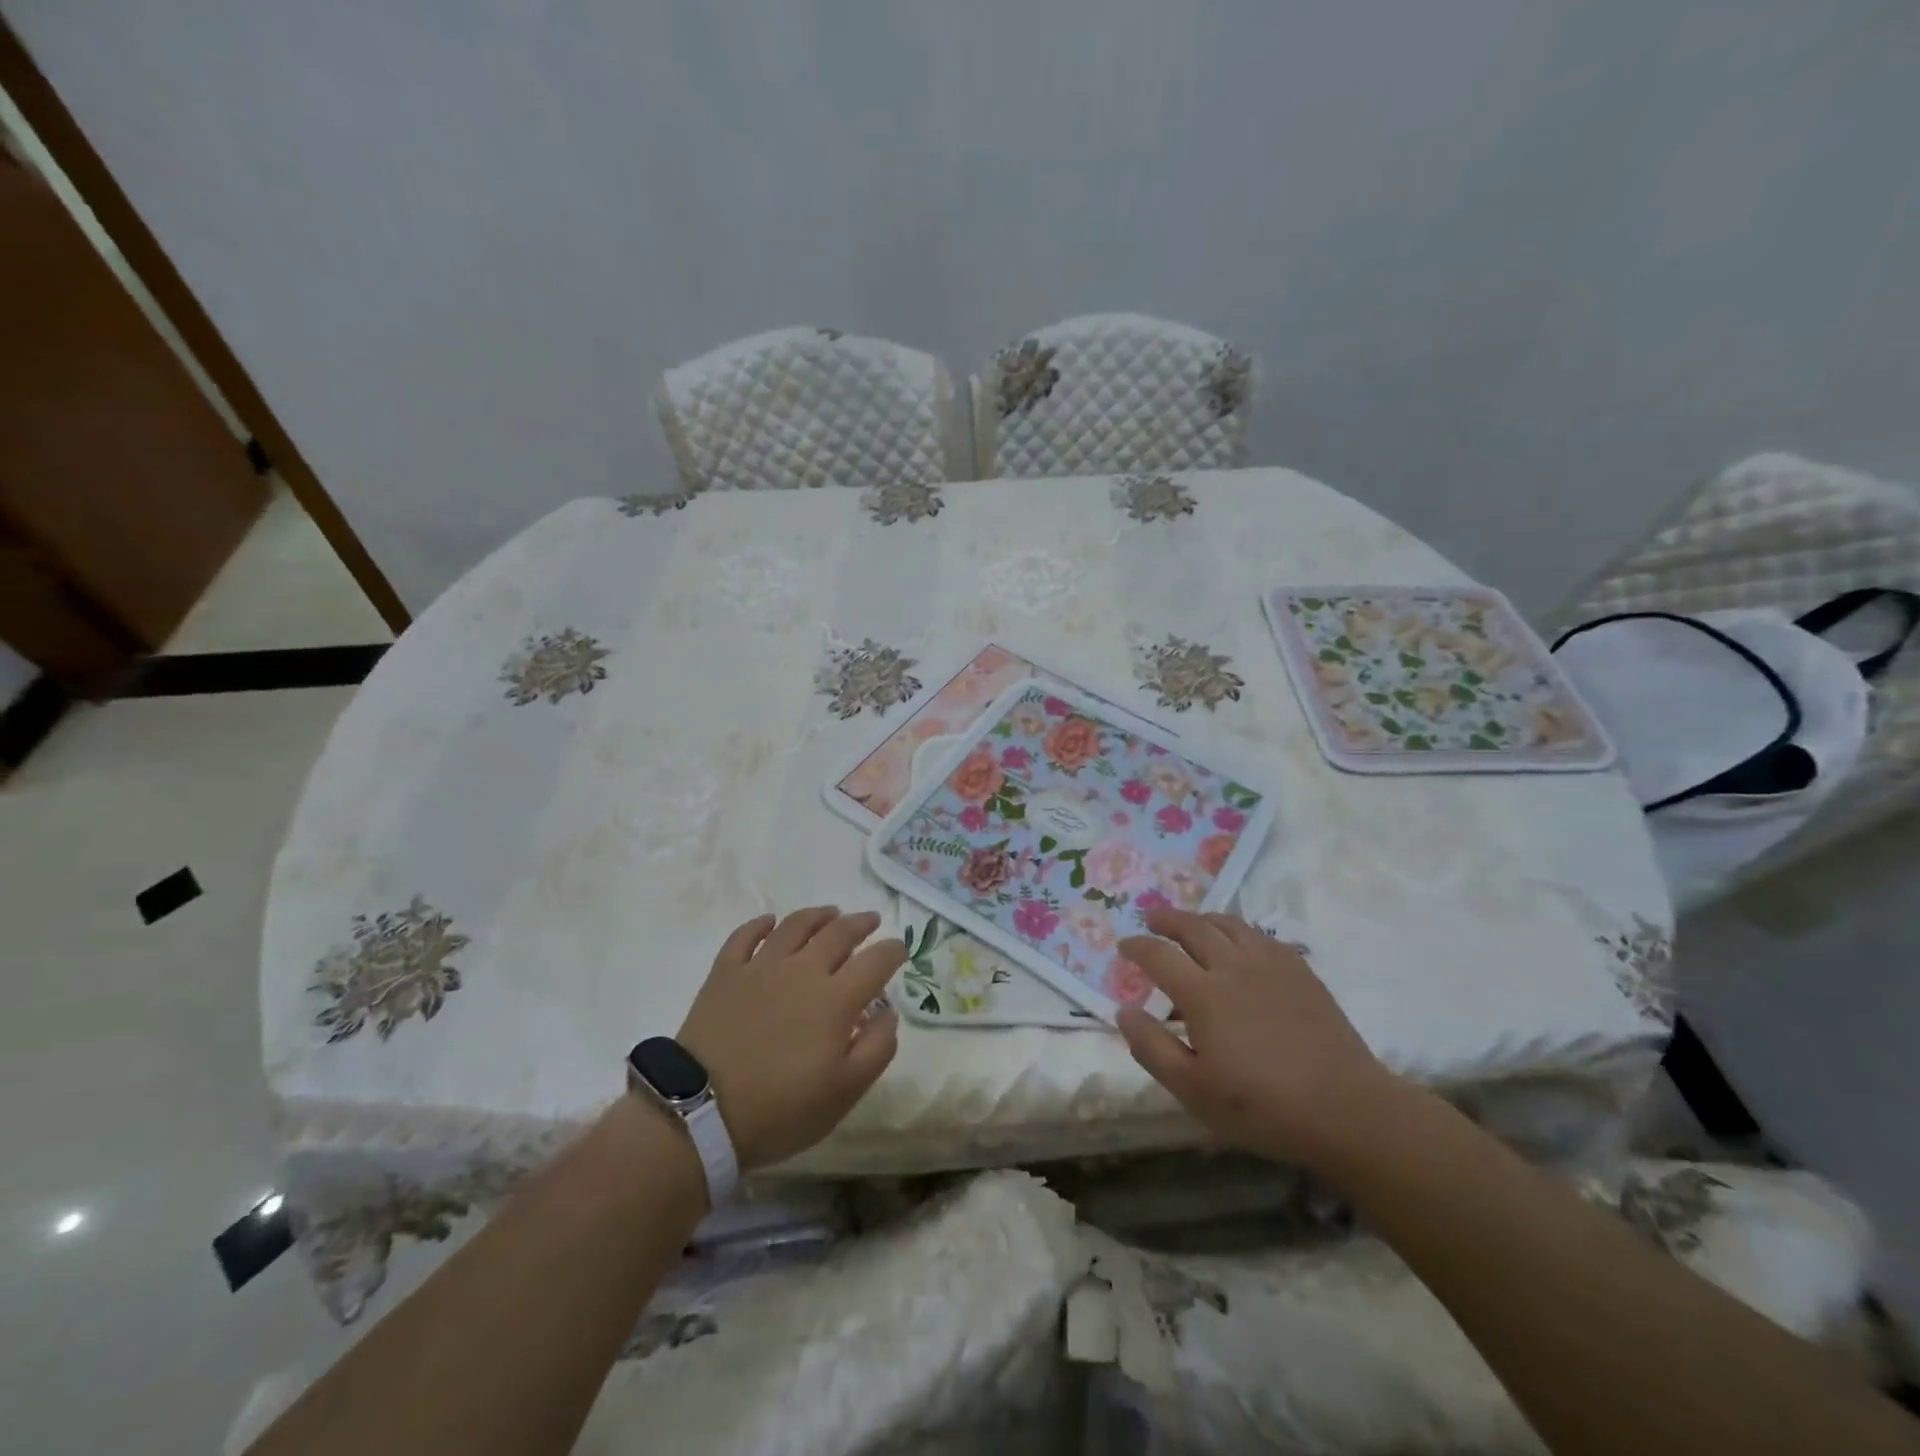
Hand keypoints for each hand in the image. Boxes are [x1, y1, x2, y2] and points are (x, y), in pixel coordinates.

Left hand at [676, 907, 904, 1169]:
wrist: (700, 1113)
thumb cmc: (780, 1109)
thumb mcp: (844, 1093)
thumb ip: (876, 1048)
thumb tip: (888, 1013)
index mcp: (836, 998)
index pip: (876, 961)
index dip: (893, 951)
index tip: (900, 949)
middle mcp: (803, 970)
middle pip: (838, 933)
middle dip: (860, 923)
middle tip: (870, 920)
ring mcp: (760, 967)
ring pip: (795, 926)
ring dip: (817, 915)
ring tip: (829, 912)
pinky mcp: (725, 973)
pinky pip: (745, 936)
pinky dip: (760, 924)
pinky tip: (769, 922)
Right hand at [1116, 907, 1400, 1170]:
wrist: (1345, 1109)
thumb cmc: (1261, 1106)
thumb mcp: (1193, 1090)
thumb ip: (1152, 1047)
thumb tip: (1124, 1011)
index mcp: (1202, 993)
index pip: (1158, 954)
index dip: (1137, 946)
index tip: (1124, 946)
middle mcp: (1232, 966)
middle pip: (1193, 926)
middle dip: (1167, 919)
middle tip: (1152, 918)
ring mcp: (1270, 964)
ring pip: (1229, 924)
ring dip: (1202, 918)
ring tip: (1192, 923)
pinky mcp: (1300, 971)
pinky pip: (1261, 935)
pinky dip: (1239, 930)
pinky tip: (1240, 942)